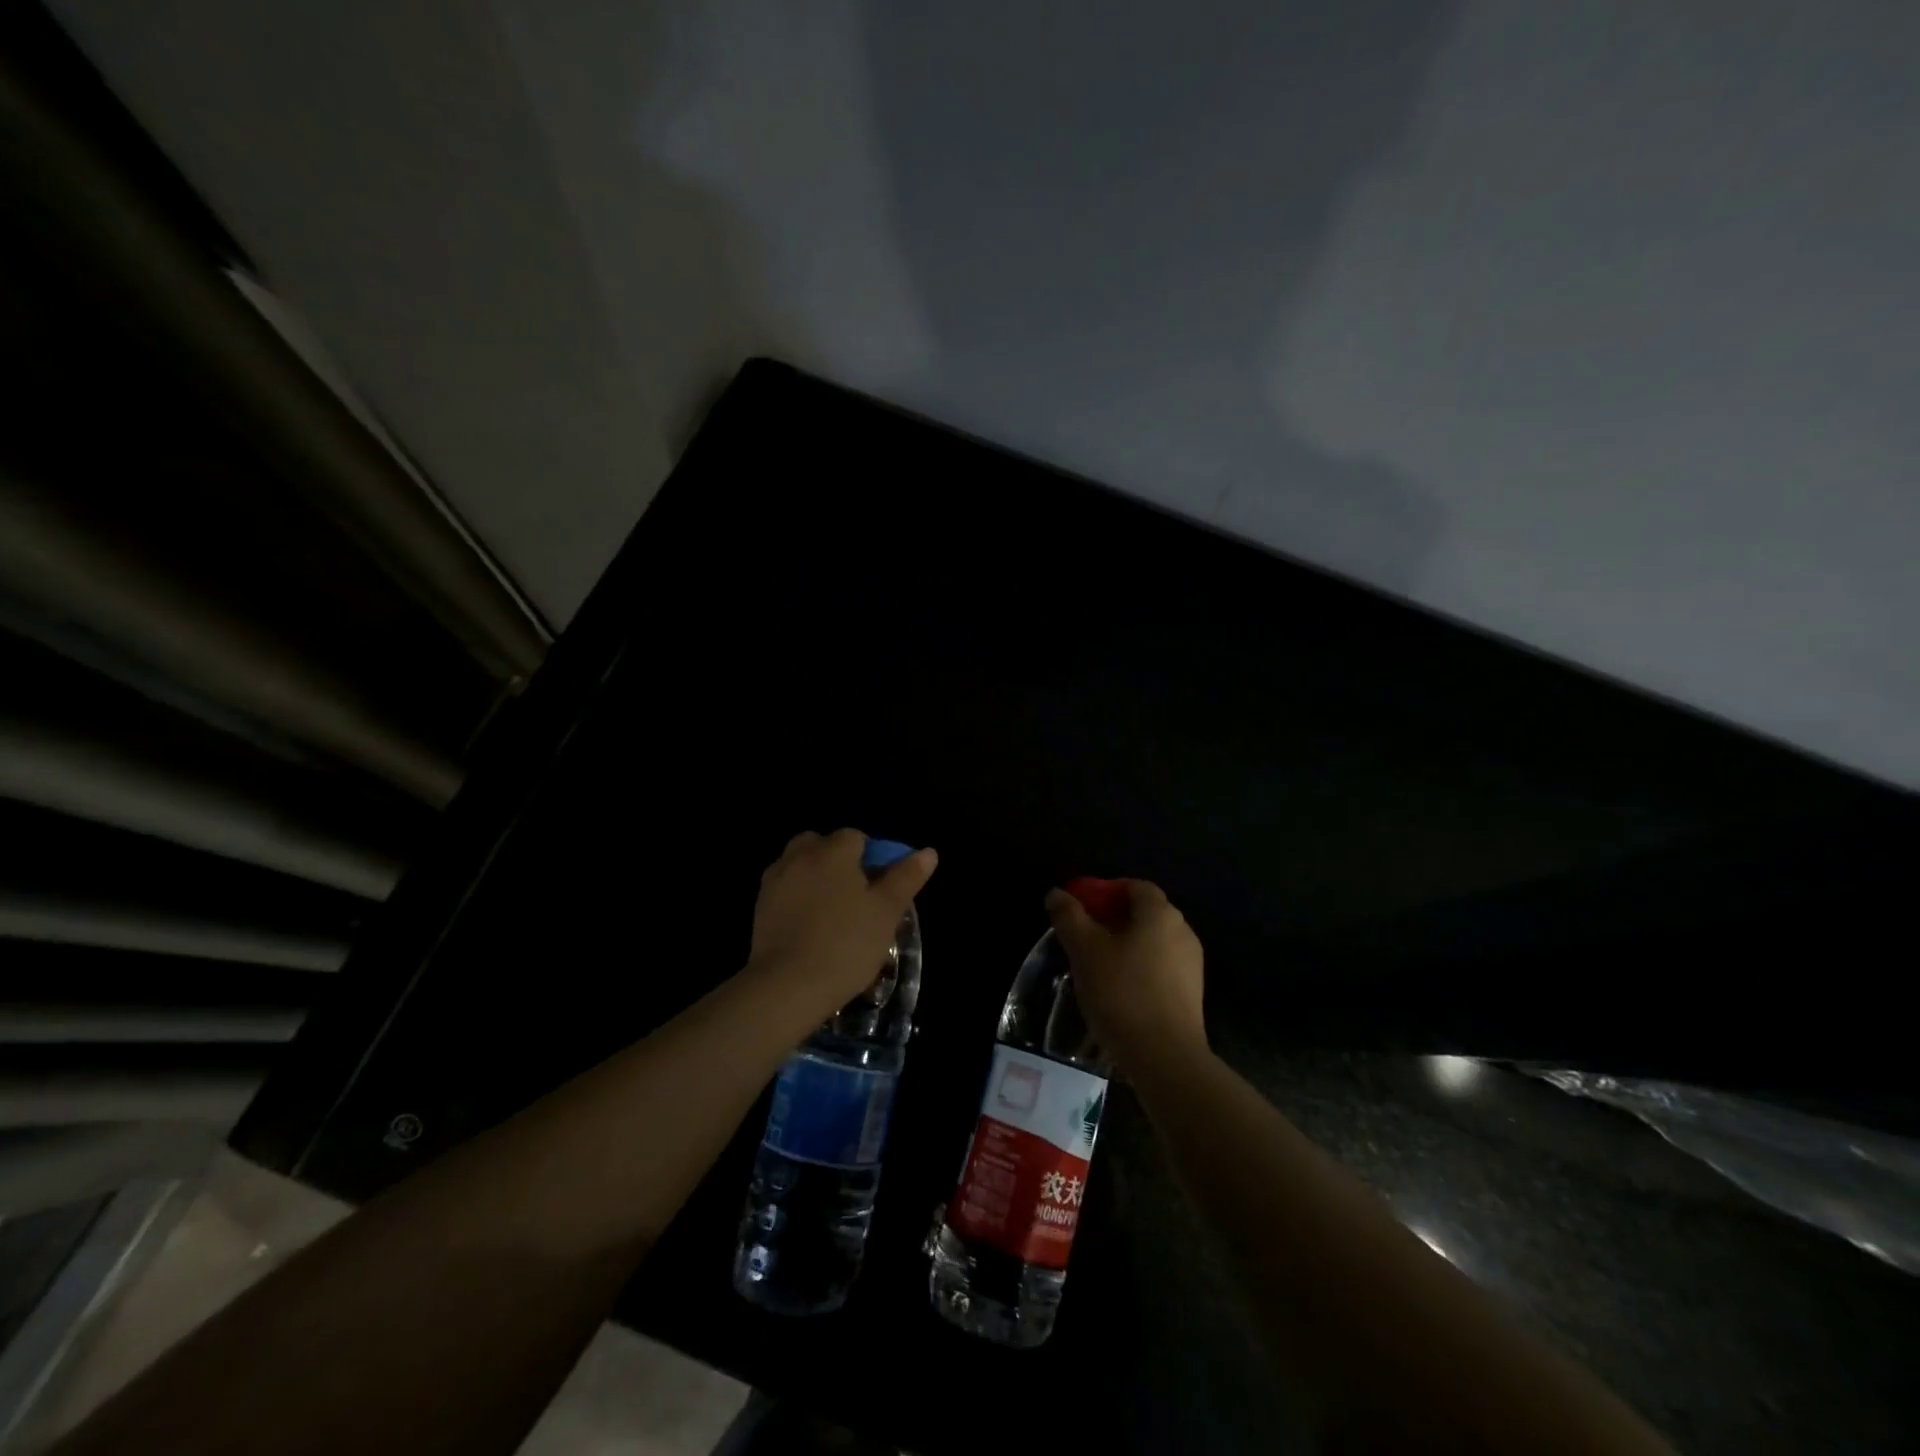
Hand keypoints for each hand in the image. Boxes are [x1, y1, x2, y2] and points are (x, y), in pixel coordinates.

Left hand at [748, 829, 936, 1014]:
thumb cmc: (846, 944)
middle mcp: (800, 856)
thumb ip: (906, 878)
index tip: (879, 886)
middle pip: (822, 844)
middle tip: (855, 895)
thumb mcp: (887, 912)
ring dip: (815, 876)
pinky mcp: (760, 906)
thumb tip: (928, 852)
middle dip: (838, 860)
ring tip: (832, 911)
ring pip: (800, 864)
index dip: (872, 857)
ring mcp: (775, 880)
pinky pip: (785, 889)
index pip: (856, 837)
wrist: (787, 986)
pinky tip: (809, 926)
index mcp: (833, 852)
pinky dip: (797, 897)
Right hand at [1045, 879, 1206, 1075]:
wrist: (1165, 1057)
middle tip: (1083, 935)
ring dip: (1126, 944)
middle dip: (1113, 918)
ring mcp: (1192, 963)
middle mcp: (1182, 931)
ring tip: (1096, 964)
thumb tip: (1057, 893)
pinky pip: (1161, 966)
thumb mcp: (1084, 950)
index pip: (1135, 886)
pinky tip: (1118, 989)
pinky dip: (1139, 967)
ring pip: (1153, 941)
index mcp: (1160, 913)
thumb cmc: (1121, 992)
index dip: (1106, 890)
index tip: (1081, 907)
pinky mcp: (1192, 993)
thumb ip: (1069, 916)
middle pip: (1145, 912)